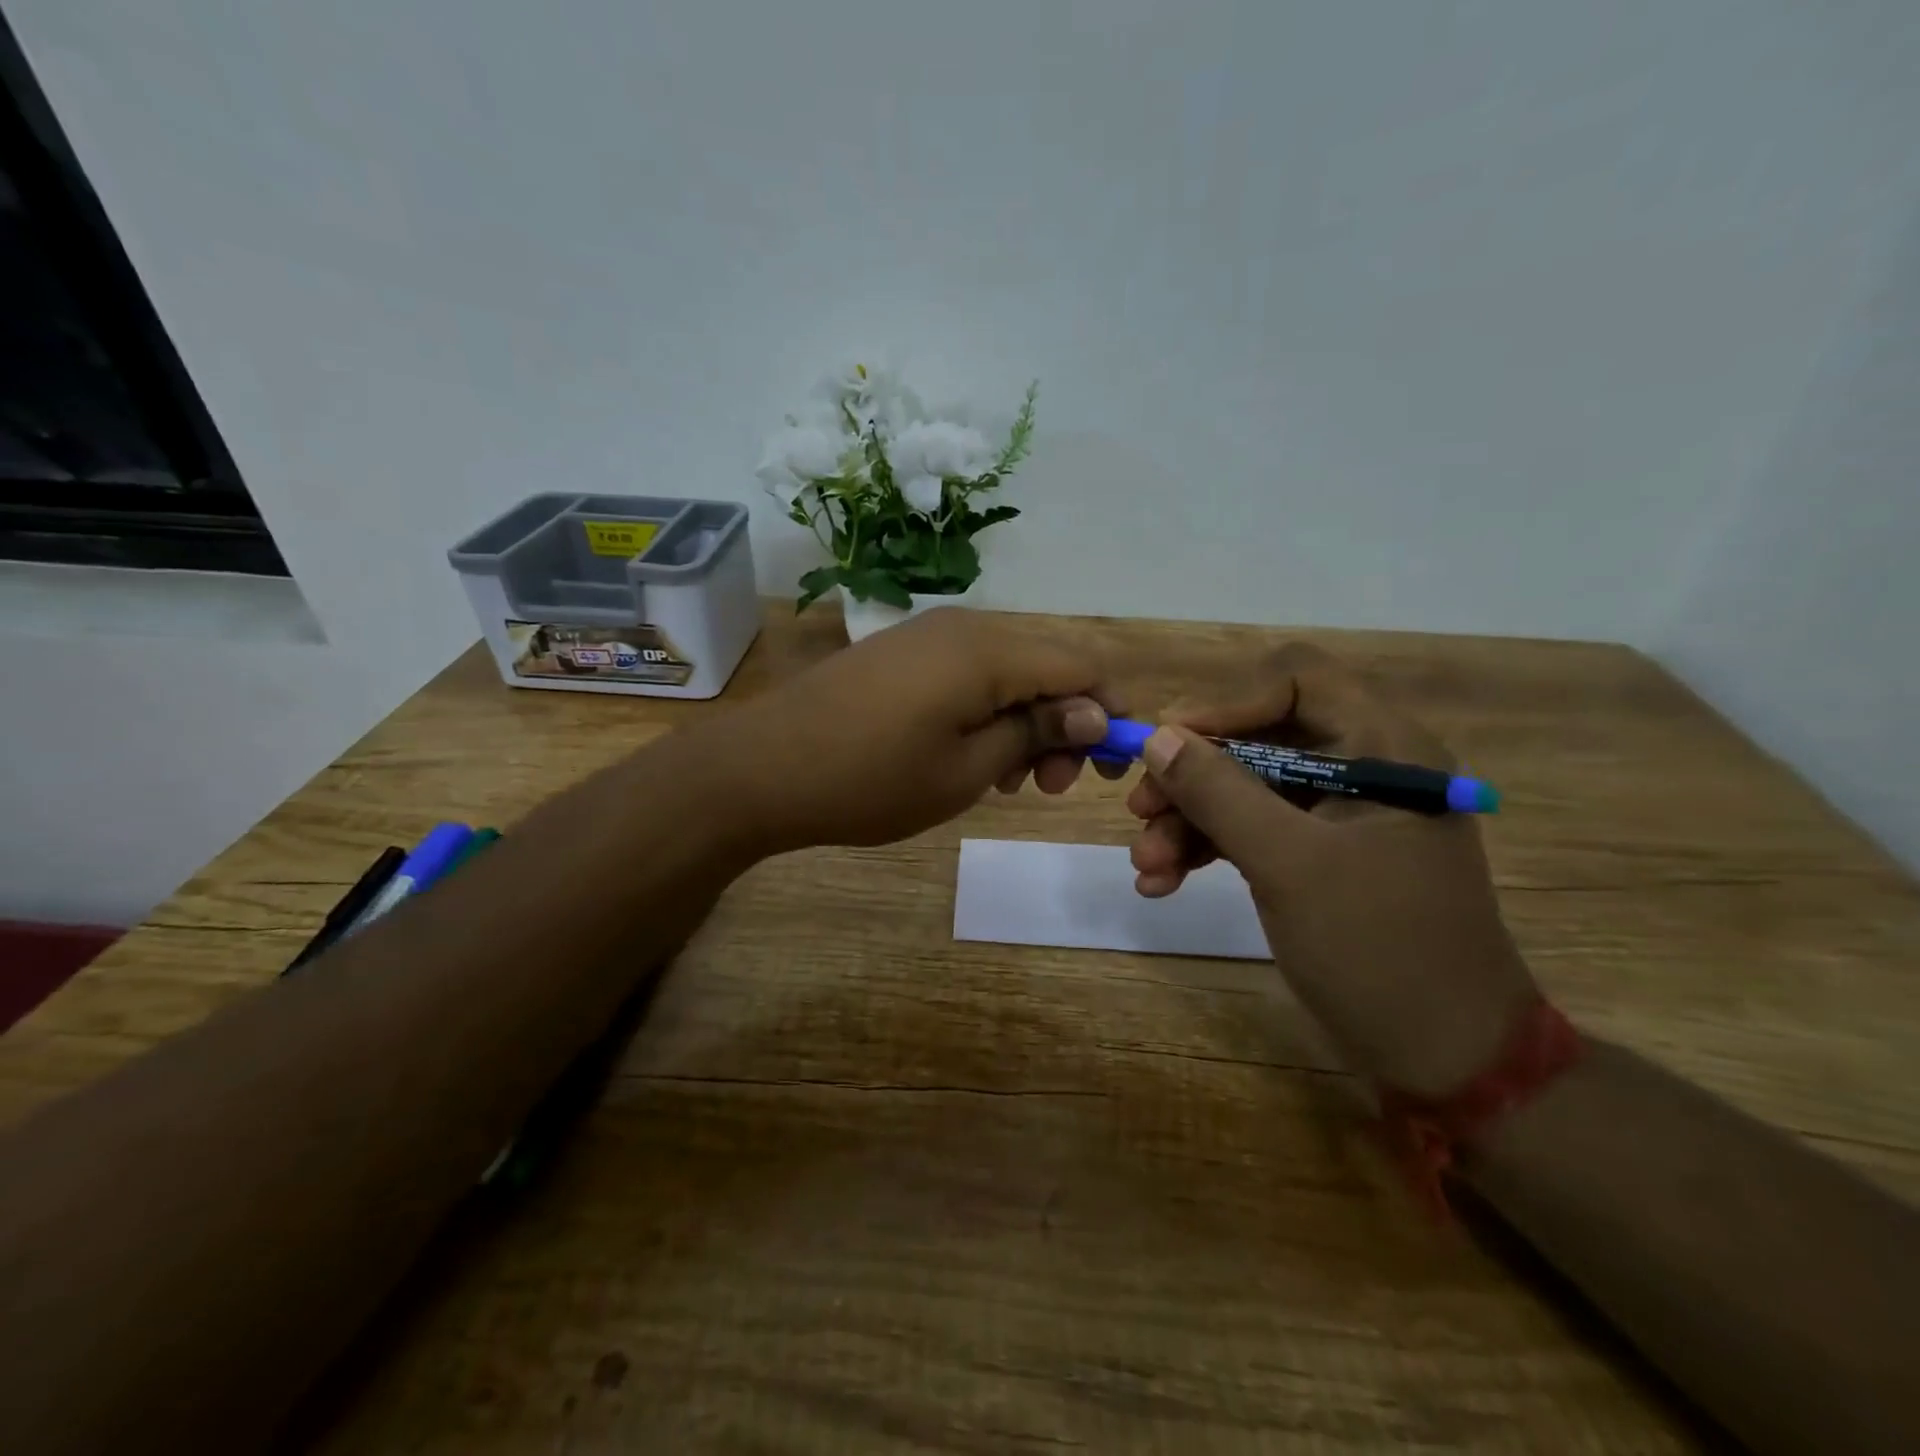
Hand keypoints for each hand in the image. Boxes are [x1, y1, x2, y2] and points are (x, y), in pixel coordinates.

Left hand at [718, 608, 1121, 852]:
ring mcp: (929, 634)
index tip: (1107, 769)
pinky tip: (970, 755)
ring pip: (1009, 670)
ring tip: (1008, 781)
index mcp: (989, 651)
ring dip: (1026, 721)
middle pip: (1047, 664)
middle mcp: (966, 626)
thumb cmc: (871, 779)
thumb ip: (1035, 732)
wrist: (762, 768)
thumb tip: (1094, 712)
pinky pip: (969, 672)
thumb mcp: (967, 770)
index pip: (1082, 664)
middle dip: (1065, 723)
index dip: (1109, 712)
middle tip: (1047, 787)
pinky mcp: (903, 651)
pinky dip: (988, 711)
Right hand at [1126, 643, 1537, 1095]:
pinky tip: (1162, 882)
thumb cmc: (1379, 950)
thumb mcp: (1289, 865)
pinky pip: (1252, 830)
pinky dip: (1206, 849)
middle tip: (1138, 810)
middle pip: (1258, 738)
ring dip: (1188, 820)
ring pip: (1245, 789)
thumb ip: (1220, 793)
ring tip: (1145, 865)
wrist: (1444, 1058)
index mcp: (1383, 748)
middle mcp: (1362, 768)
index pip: (1297, 681)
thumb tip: (1157, 737)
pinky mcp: (1318, 856)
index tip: (1166, 743)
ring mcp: (1338, 816)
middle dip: (1192, 776)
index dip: (1226, 703)